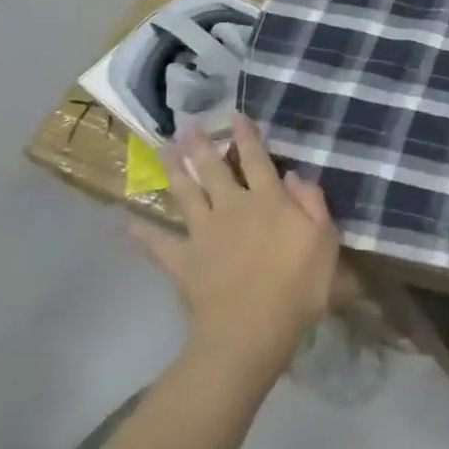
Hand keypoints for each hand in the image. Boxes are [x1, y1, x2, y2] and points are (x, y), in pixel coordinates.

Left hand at [131, 116, 337, 389]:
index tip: (236, 116)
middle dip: (202, 145)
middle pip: (214, 170)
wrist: (251, 331)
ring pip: (186, 194)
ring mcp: (204, 233)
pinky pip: (158, 244)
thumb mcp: (324, 241)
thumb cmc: (298, 286)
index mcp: (269, 200)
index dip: (247, 137)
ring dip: (173, 170)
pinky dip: (141, 232)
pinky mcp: (183, 261)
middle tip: (187, 124)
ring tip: (162, 148)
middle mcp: (233, 207)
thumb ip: (312, 203)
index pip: (257, 160)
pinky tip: (124, 220)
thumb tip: (296, 175)